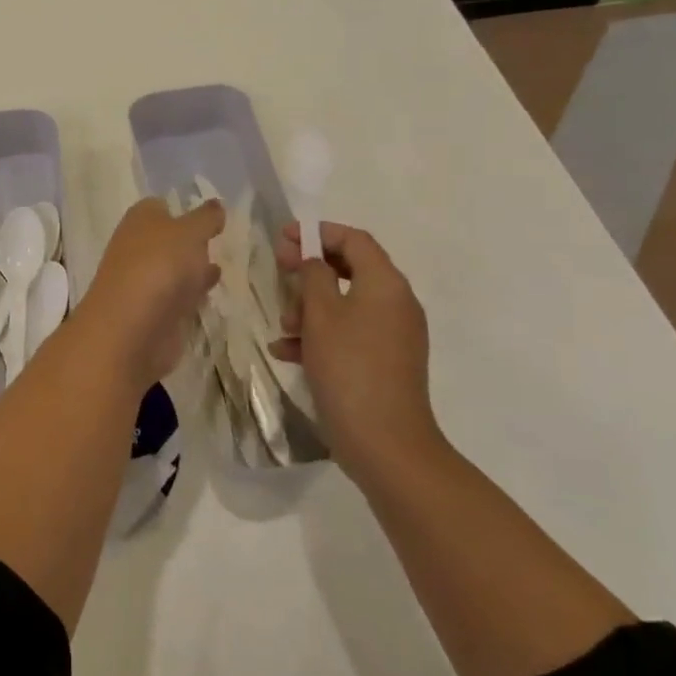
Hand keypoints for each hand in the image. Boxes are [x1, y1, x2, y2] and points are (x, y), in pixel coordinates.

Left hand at [79, 197, 223, 387]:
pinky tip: (210, 293)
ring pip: (173, 269)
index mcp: (140, 219)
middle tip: (221, 240)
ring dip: (193, 268)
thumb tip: (215, 205)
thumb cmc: (159, 266)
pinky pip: (177, 297)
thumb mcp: (190, 232)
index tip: (212, 216)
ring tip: (223, 265)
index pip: (161, 206)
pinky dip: (191, 293)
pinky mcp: (153, 313)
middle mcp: (137, 247)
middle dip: (190, 240)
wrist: (132, 329)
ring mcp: (143, 282)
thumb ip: (206, 218)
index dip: (183, 209)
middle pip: (167, 239)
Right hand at [273, 221, 442, 479]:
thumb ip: (313, 277)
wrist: (385, 442)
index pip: (354, 240)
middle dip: (310, 272)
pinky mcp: (386, 362)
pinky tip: (287, 353)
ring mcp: (394, 335)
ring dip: (310, 308)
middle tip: (279, 273)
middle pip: (351, 270)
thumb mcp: (321, 315)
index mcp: (386, 284)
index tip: (284, 238)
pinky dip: (321, 336)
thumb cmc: (349, 368)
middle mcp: (396, 303)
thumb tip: (314, 261)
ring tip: (283, 328)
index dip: (318, 233)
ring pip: (346, 304)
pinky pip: (350, 334)